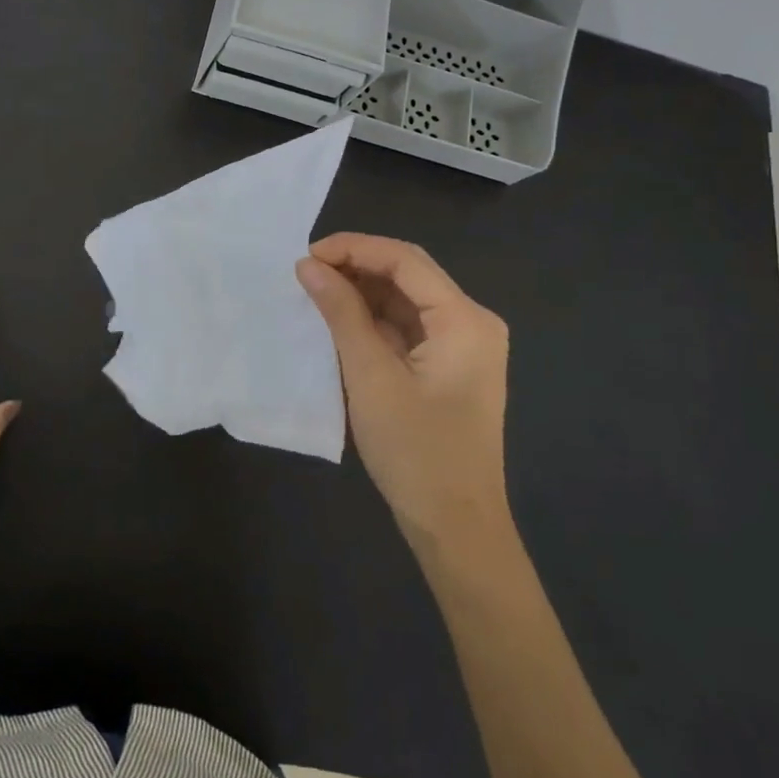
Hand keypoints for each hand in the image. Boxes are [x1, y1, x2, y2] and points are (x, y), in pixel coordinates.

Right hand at [296, 234, 513, 556]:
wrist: (456, 529)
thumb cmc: (416, 452)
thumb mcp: (371, 377)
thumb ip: (341, 313)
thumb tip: (309, 265)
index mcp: (465, 320)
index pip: (405, 260)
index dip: (354, 248)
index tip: (307, 255)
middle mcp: (471, 323)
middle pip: (409, 275)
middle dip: (357, 266)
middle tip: (306, 272)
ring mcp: (463, 346)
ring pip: (406, 300)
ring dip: (363, 292)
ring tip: (315, 291)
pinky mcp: (449, 367)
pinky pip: (408, 327)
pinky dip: (373, 320)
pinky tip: (339, 320)